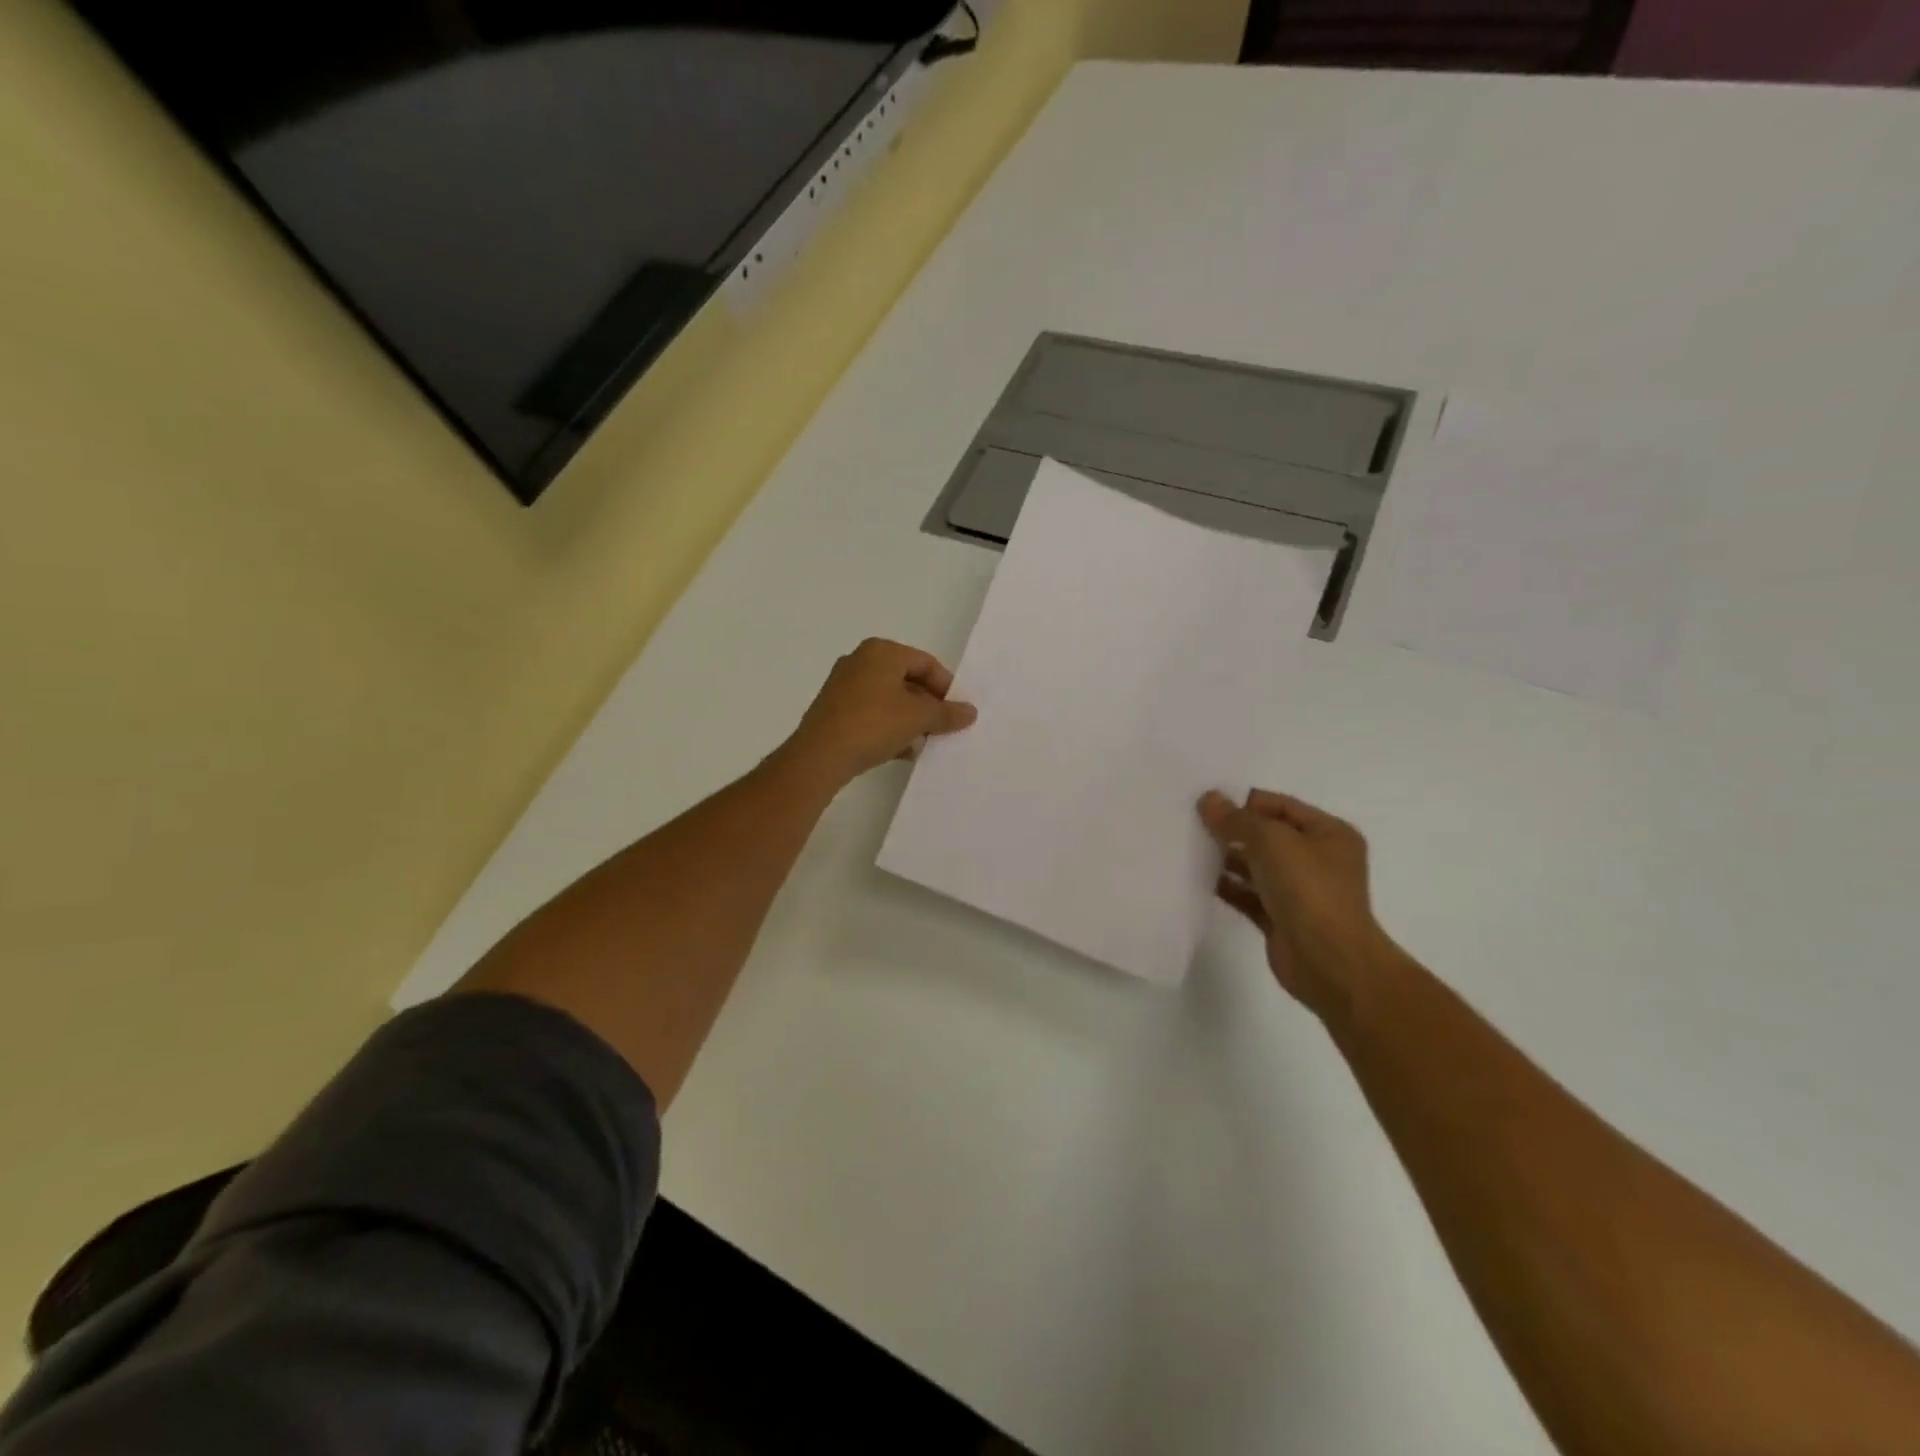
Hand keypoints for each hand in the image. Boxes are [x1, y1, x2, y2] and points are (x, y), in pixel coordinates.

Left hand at [784, 639, 976, 786]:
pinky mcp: (834, 710)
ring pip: (889, 699)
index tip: (958, 712)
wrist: (820, 756)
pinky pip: (871, 714)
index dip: (946, 687)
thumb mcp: (918, 717)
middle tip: (943, 728)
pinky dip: (889, 728)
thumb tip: (970, 712)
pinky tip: (901, 752)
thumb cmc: (873, 724)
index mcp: (881, 651)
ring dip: (910, 720)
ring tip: (924, 742)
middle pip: (907, 680)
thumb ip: (946, 713)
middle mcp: (860, 661)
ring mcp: (843, 686)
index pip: (925, 663)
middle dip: (928, 705)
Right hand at [1198, 788, 1396, 1022]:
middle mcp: (1318, 860)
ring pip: (1257, 866)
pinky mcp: (1281, 919)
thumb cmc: (1309, 889)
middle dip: (1233, 830)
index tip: (1208, 804)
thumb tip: (1208, 798)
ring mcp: (1300, 891)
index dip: (1246, 802)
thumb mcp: (1271, 841)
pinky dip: (1228, 887)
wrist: (1329, 961)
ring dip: (1227, 859)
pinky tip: (1200, 880)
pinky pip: (1249, 895)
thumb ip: (1236, 819)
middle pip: (1268, 836)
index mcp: (1329, 834)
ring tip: (1190, 849)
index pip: (1281, 806)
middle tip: (1192, 824)